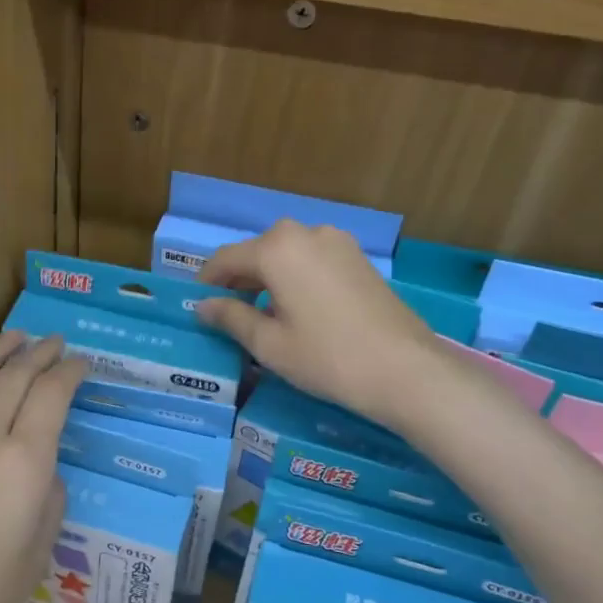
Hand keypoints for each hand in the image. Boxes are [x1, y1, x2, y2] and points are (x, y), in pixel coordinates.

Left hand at [0, 333, 86, 602]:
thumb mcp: (33, 562)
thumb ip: (48, 506)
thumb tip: (44, 473)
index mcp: (23, 464)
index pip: (51, 396)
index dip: (69, 373)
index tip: (81, 364)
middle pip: (13, 377)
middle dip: (39, 353)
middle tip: (54, 342)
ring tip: (13, 338)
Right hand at [198, 220, 438, 428]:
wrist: (405, 369)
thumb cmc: (326, 358)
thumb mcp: (269, 344)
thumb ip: (231, 317)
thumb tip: (203, 306)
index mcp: (276, 249)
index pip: (225, 259)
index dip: (207, 282)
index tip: (198, 305)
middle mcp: (305, 233)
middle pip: (257, 251)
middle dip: (239, 279)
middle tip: (228, 313)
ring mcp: (337, 242)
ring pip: (287, 254)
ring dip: (268, 277)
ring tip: (263, 313)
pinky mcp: (358, 257)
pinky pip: (312, 259)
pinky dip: (295, 276)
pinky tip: (298, 308)